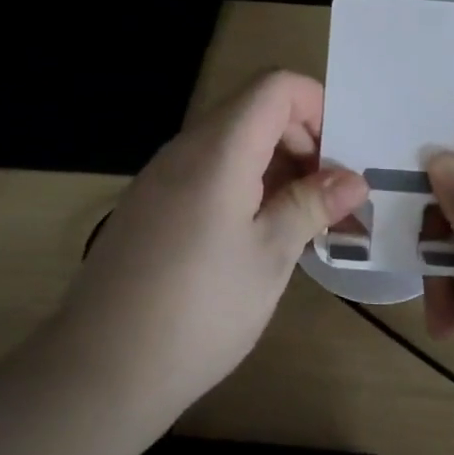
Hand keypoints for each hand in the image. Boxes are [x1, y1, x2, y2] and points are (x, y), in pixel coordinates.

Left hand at [45, 71, 368, 421]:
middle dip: (302, 139)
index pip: (275, 86)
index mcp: (220, 149)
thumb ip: (311, 205)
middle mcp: (186, 148)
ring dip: (274, 166)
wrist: (100, 369)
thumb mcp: (269, 257)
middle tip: (330, 196)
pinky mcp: (149, 204)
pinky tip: (256, 236)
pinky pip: (206, 170)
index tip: (340, 158)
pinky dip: (243, 184)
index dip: (317, 106)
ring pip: (231, 142)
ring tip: (302, 220)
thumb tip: (354, 179)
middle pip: (254, 110)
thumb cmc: (198, 310)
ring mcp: (162, 175)